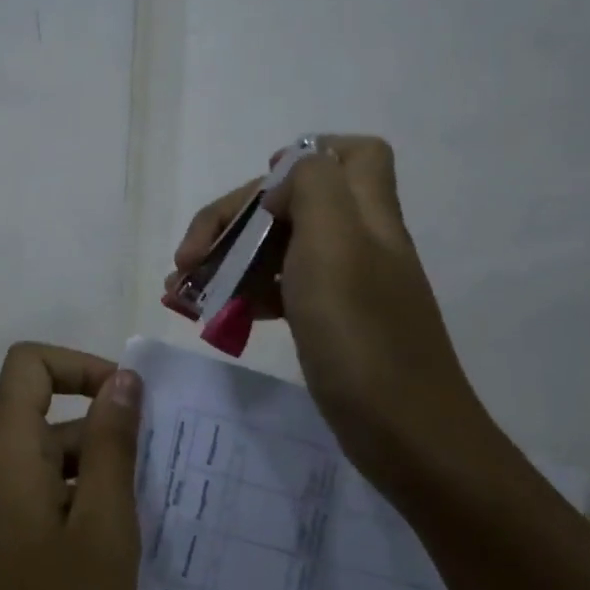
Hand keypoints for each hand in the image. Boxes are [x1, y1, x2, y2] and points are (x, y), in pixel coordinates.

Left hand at [0, 343, 143, 589]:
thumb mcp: (104, 529)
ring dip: (93, 475)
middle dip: (102, 434)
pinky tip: (107, 552)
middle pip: (43, 414)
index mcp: (1, 452)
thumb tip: (123, 379)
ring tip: (139, 525)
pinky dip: (72, 502)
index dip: (81, 366)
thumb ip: (114, 445)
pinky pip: (33, 493)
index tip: (129, 403)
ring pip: (44, 459)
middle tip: (155, 481)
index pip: (29, 364)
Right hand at [169, 136, 485, 487]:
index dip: (304, 156)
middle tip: (187, 259)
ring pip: (279, 247)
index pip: (352, 153)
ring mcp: (345, 284)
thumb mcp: (335, 245)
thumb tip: (284, 181)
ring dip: (228, 259)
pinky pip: (280, 289)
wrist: (408, 437)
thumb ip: (313, 189)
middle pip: (292, 202)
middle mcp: (357, 241)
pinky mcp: (331, 322)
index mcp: (364, 214)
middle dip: (233, 220)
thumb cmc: (362, 336)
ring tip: (181, 290)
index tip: (258, 192)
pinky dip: (244, 293)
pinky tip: (213, 316)